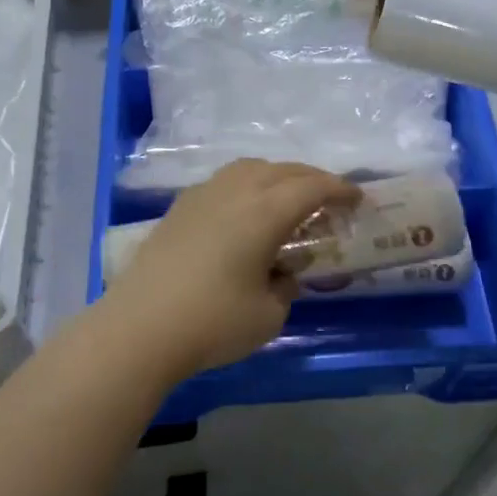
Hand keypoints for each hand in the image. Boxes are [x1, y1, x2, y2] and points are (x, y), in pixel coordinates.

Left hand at [99, 160, 357, 380]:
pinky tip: (245, 211)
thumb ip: (285, 287)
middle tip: (330, 198)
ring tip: (288, 199)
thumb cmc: (212, 322)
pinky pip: (225, 182)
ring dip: (277, 176)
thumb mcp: (268, 315)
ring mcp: (203, 195)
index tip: (357, 198)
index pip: (312, 188)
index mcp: (264, 212)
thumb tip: (281, 272)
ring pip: (250, 168)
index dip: (339, 190)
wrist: (139, 327)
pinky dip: (248, 186)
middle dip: (312, 180)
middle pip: (283, 170)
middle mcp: (236, 191)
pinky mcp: (179, 208)